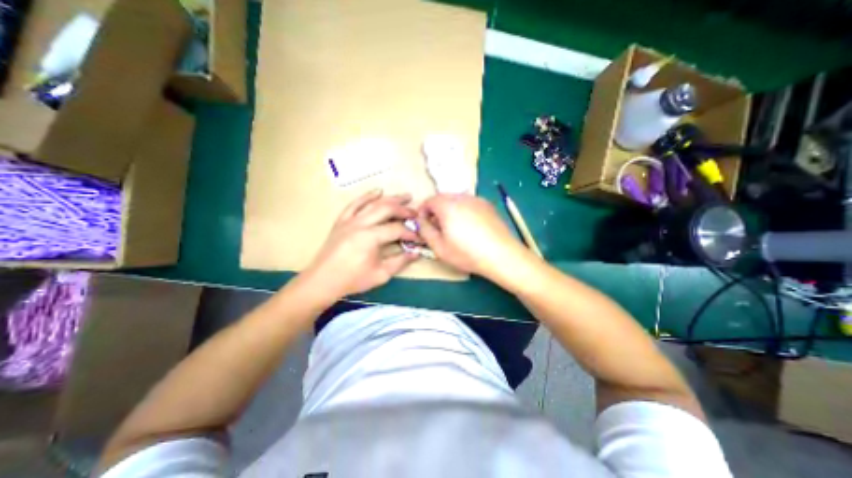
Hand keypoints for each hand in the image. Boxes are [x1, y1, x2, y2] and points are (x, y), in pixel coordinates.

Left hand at [301, 188, 420, 297]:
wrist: (323, 281)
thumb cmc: (353, 280)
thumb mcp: (381, 274)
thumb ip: (401, 261)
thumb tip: (417, 252)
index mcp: (370, 237)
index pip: (396, 229)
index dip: (411, 232)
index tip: (420, 237)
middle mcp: (360, 224)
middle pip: (386, 209)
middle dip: (404, 210)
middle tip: (416, 212)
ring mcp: (349, 220)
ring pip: (373, 203)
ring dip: (391, 198)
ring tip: (405, 196)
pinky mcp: (342, 220)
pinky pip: (355, 204)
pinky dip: (367, 196)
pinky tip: (378, 191)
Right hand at [415, 192, 526, 275]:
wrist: (502, 255)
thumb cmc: (467, 253)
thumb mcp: (439, 247)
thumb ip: (425, 231)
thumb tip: (421, 221)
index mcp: (447, 205)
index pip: (429, 200)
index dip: (422, 212)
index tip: (424, 225)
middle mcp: (462, 197)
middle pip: (443, 198)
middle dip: (436, 211)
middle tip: (438, 228)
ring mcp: (477, 200)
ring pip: (457, 200)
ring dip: (450, 210)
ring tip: (454, 229)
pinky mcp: (488, 205)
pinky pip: (469, 204)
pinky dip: (464, 211)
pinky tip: (470, 228)